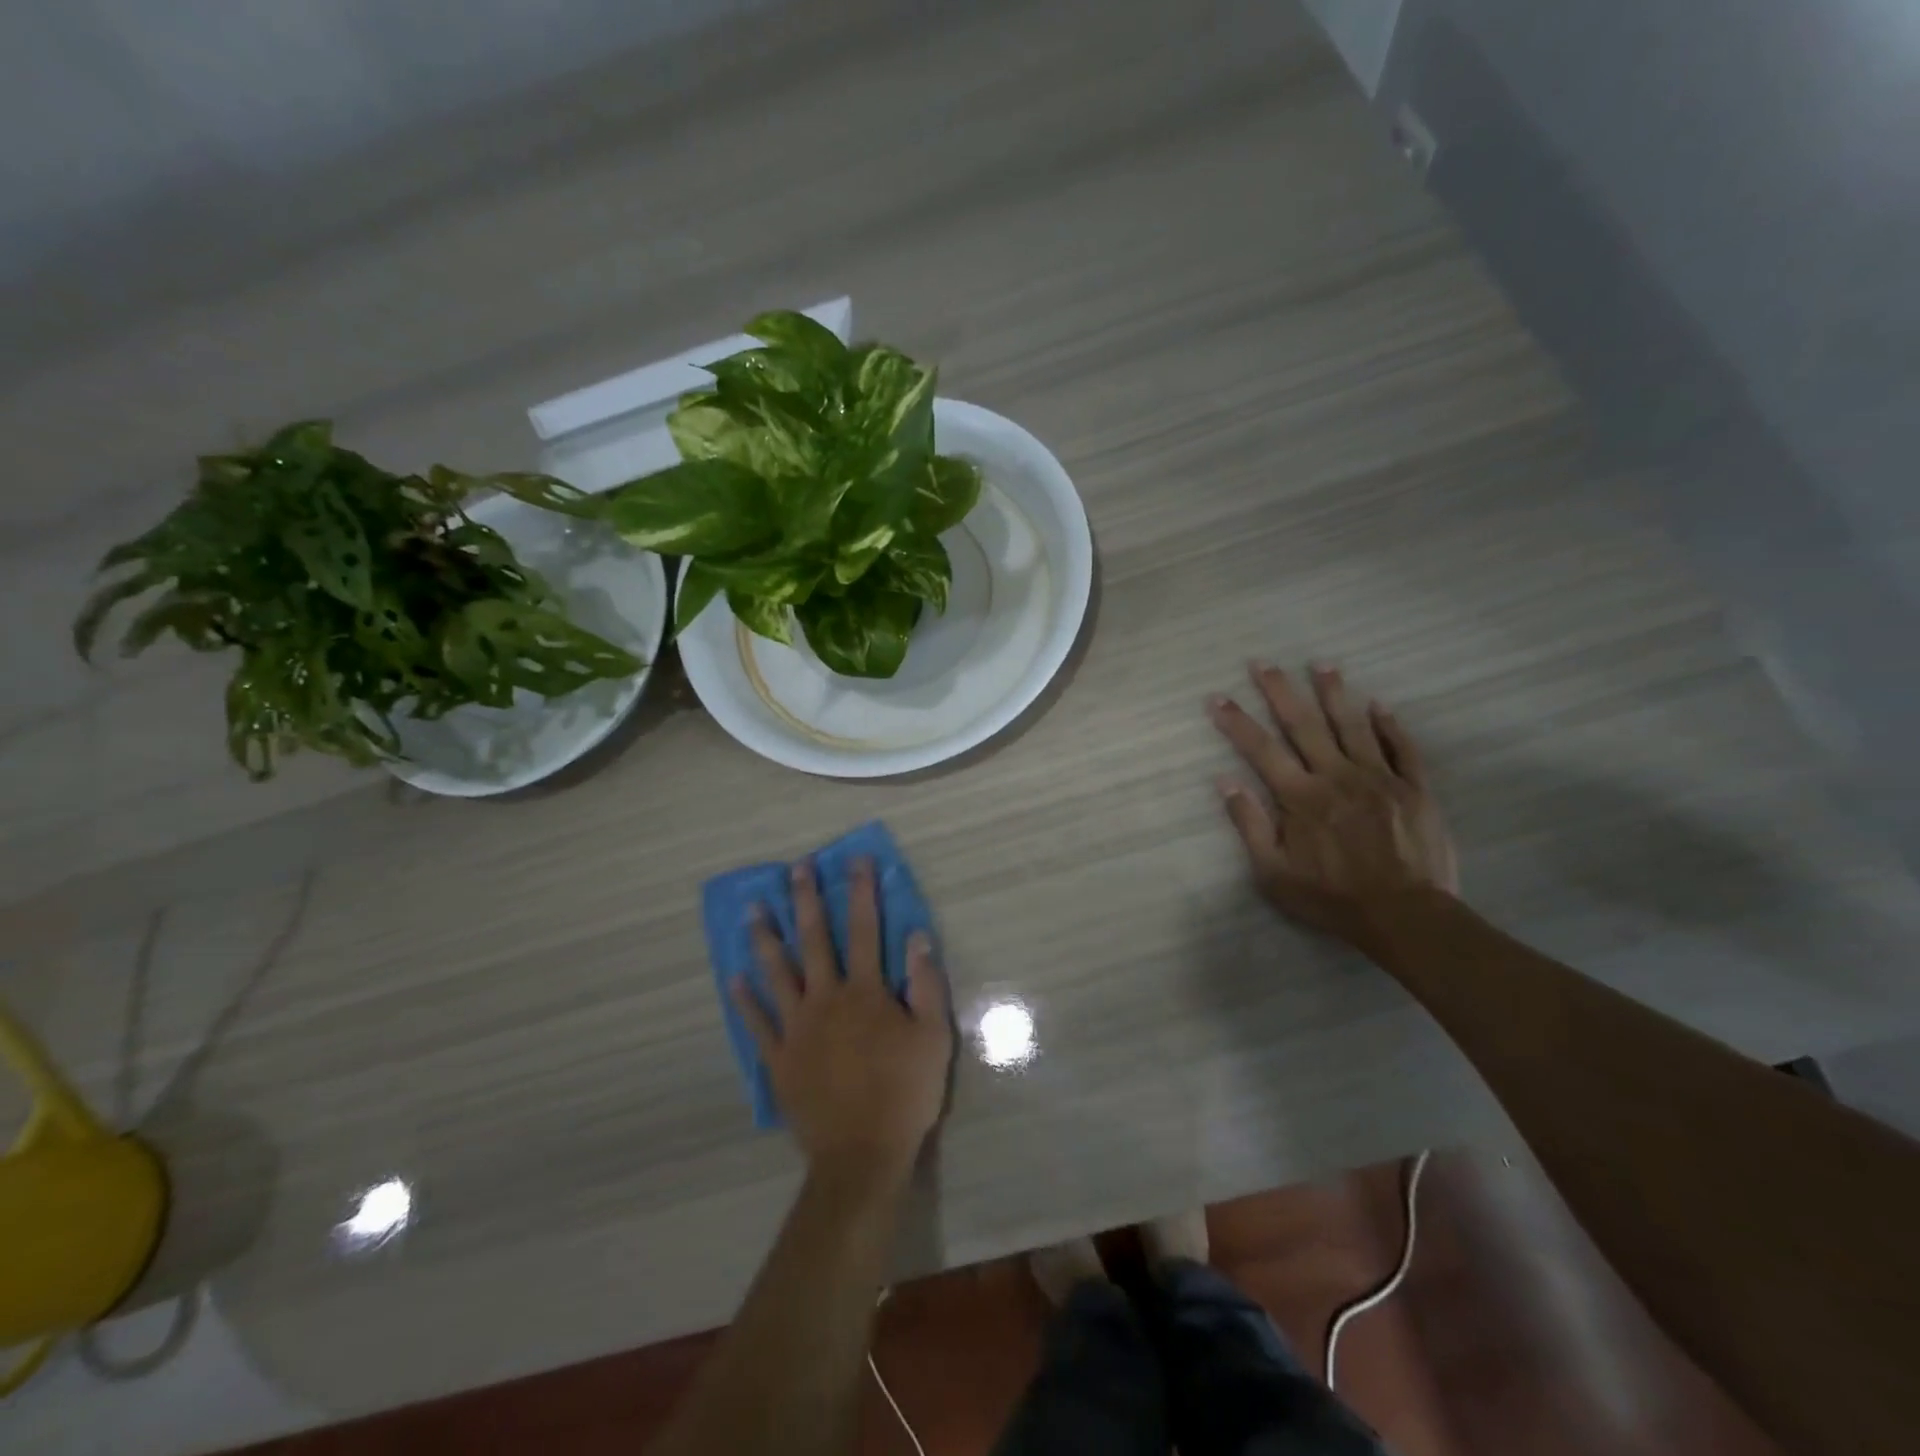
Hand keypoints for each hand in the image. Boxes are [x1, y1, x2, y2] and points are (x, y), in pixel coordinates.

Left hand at [732, 857, 952, 1180]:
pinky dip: (744, 1000)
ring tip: (752, 909)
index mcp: (866, 992)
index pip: (866, 929)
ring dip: (765, 938)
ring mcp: (797, 1028)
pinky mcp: (778, 1058)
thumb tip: (917, 937)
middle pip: (815, 940)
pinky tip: (733, 978)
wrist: (861, 1154)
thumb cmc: (904, 1093)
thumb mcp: (933, 1037)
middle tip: (796, 868)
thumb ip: (925, 984)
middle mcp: (826, 998)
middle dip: (807, 900)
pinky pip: (757, 1022)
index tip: (856, 860)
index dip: (862, 891)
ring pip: (777, 973)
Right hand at [1208, 662, 1457, 950]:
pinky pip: (1402, 748)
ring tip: (1321, 665)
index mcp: (1301, 797)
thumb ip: (1249, 825)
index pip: (1261, 749)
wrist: (1406, 917)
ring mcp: (1380, 779)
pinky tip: (1378, 705)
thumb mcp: (1273, 873)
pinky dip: (1389, 725)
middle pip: (1304, 725)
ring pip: (1353, 726)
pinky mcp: (1415, 789)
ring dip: (1334, 693)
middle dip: (1280, 691)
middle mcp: (1337, 777)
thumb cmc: (1332, 898)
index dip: (1236, 722)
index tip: (1217, 698)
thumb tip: (1225, 782)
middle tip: (1263, 663)